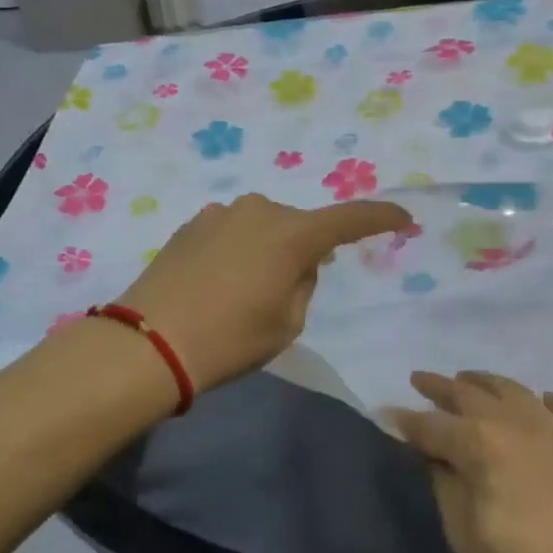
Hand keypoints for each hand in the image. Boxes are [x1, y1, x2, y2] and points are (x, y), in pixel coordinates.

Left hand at [118, 193, 413, 391]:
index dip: (380, 218)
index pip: (350, 219)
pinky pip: (233, 230)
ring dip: (270, 247)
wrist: (149, 342)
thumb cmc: (230, 339)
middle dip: (307, 248)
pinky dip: (240, 248)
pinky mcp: (192, 224)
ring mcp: (221, 213)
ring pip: (265, 226)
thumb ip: (304, 284)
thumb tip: (297, 263)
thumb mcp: (286, 323)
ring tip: (250, 288)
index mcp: (292, 234)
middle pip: (301, 225)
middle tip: (294, 288)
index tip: (403, 219)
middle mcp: (260, 210)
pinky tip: (220, 280)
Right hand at [392, 371, 552, 552]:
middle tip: (419, 380)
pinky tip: (545, 401)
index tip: (385, 414)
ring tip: (468, 380)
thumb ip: (444, 482)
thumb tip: (431, 452)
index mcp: (481, 445)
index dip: (406, 421)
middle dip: (441, 389)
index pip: (432, 426)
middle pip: (472, 397)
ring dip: (488, 383)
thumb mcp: (463, 533)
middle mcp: (517, 426)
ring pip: (517, 393)